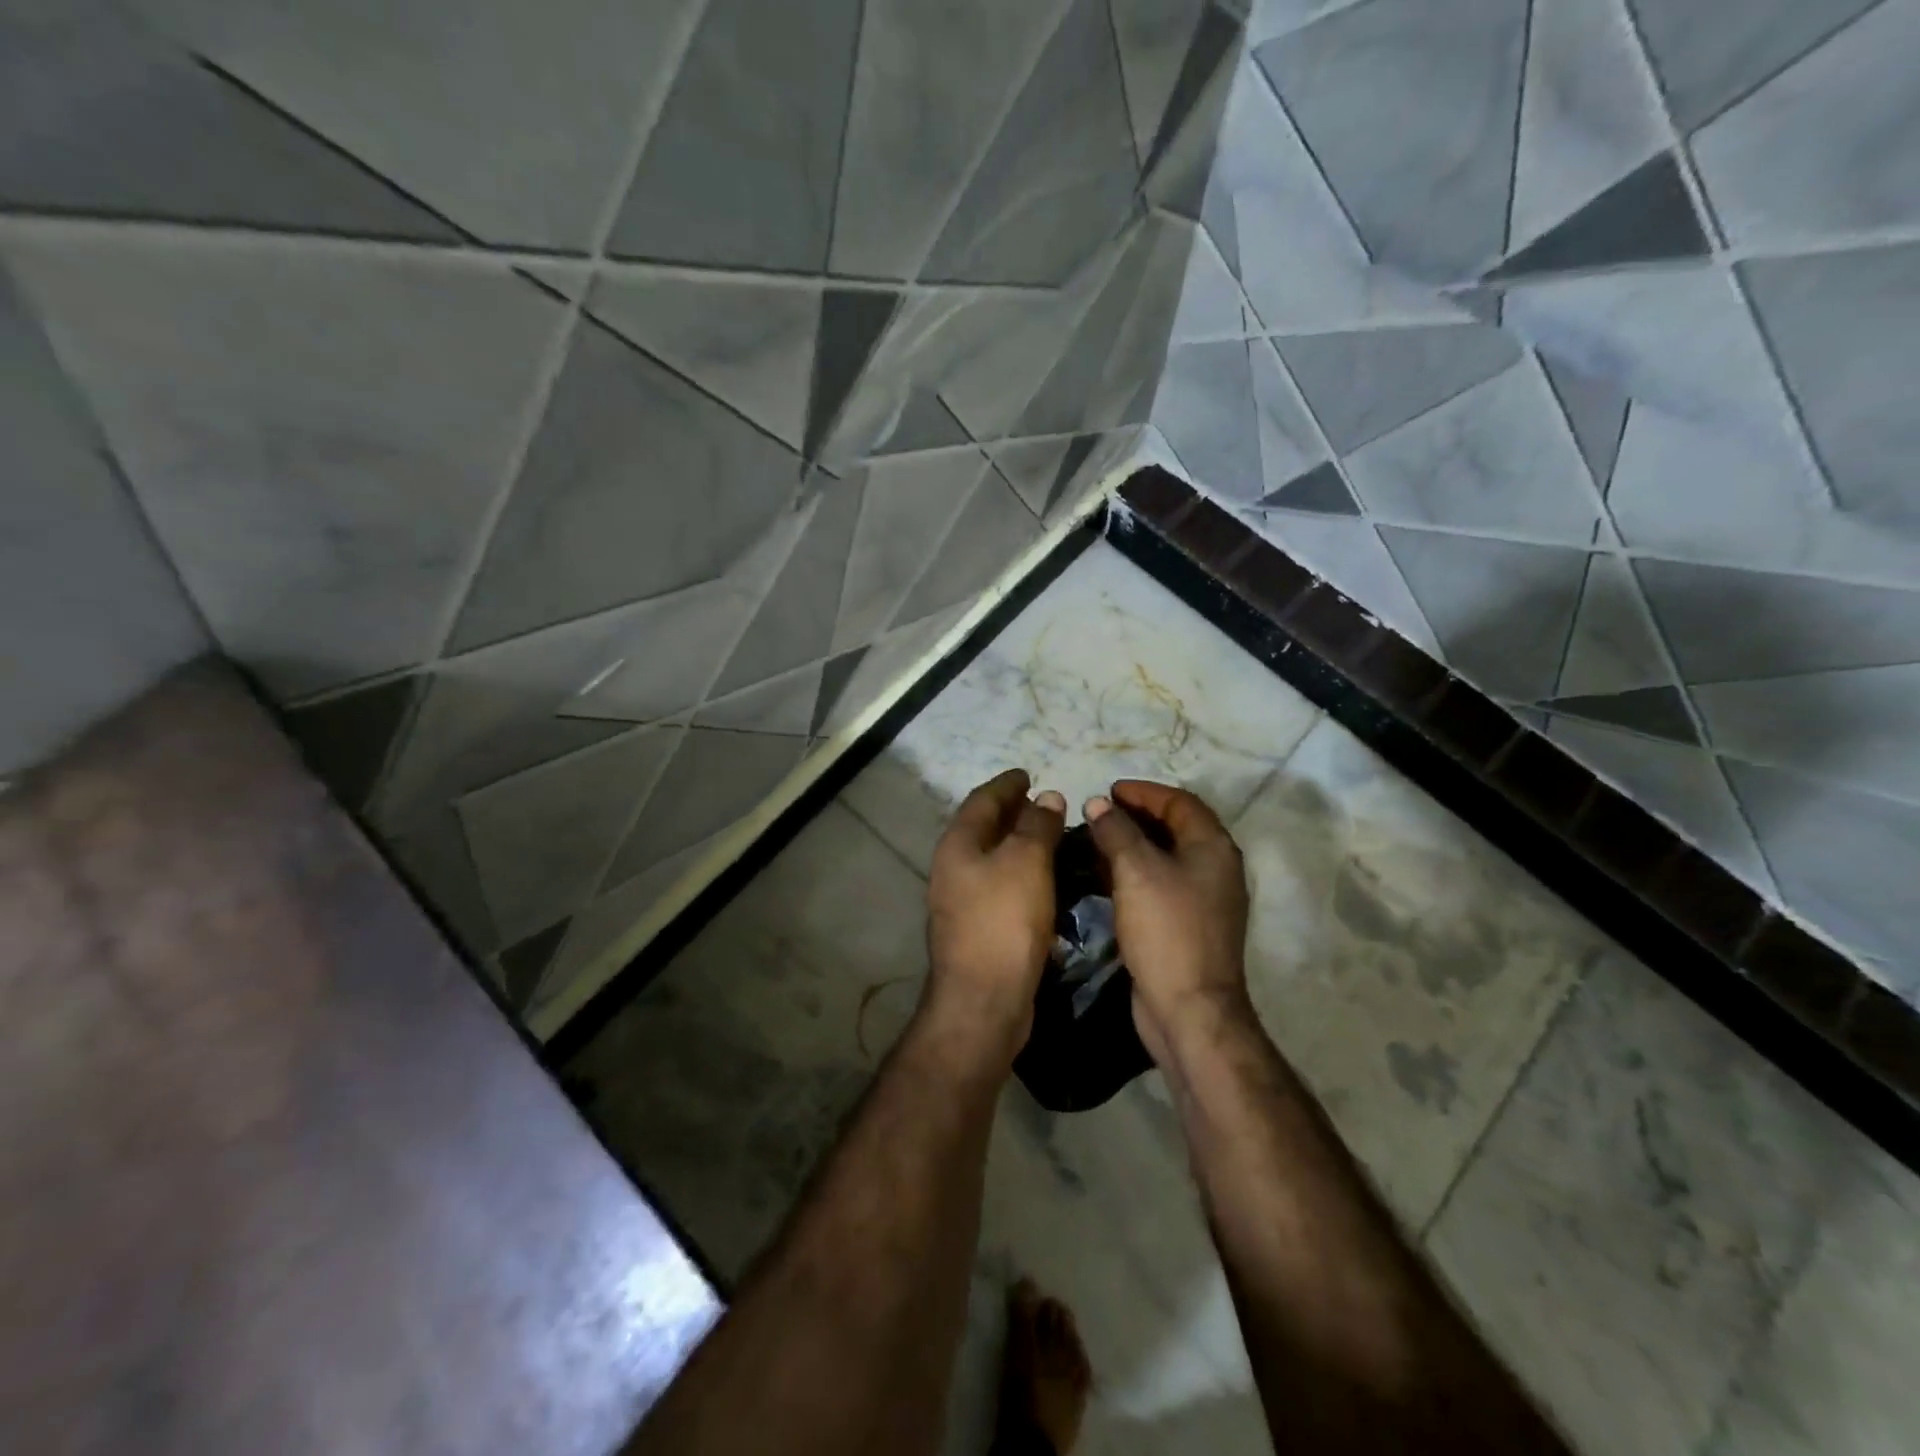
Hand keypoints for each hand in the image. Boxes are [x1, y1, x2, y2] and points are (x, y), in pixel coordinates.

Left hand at [924, 769, 1065, 1065]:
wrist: (984, 1000)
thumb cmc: (1004, 921)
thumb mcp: (1026, 862)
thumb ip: (1037, 826)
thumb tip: (1047, 797)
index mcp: (958, 844)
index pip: (982, 800)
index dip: (1006, 784)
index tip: (1028, 773)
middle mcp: (953, 868)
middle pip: (983, 828)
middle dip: (1011, 812)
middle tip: (1043, 803)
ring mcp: (961, 901)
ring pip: (992, 859)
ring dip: (1018, 844)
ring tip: (1050, 836)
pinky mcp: (977, 929)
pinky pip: (1000, 886)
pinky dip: (1021, 873)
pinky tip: (1044, 880)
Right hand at [1084, 782, 1253, 1064]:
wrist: (1189, 1009)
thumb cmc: (1166, 930)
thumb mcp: (1136, 871)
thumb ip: (1116, 831)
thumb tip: (1098, 804)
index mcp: (1213, 848)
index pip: (1180, 802)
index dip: (1144, 791)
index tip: (1108, 790)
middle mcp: (1215, 868)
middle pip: (1175, 827)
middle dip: (1136, 816)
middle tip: (1098, 813)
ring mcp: (1203, 899)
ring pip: (1165, 857)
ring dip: (1132, 844)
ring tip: (1094, 840)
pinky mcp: (1186, 925)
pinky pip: (1159, 884)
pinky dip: (1134, 872)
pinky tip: (1104, 877)